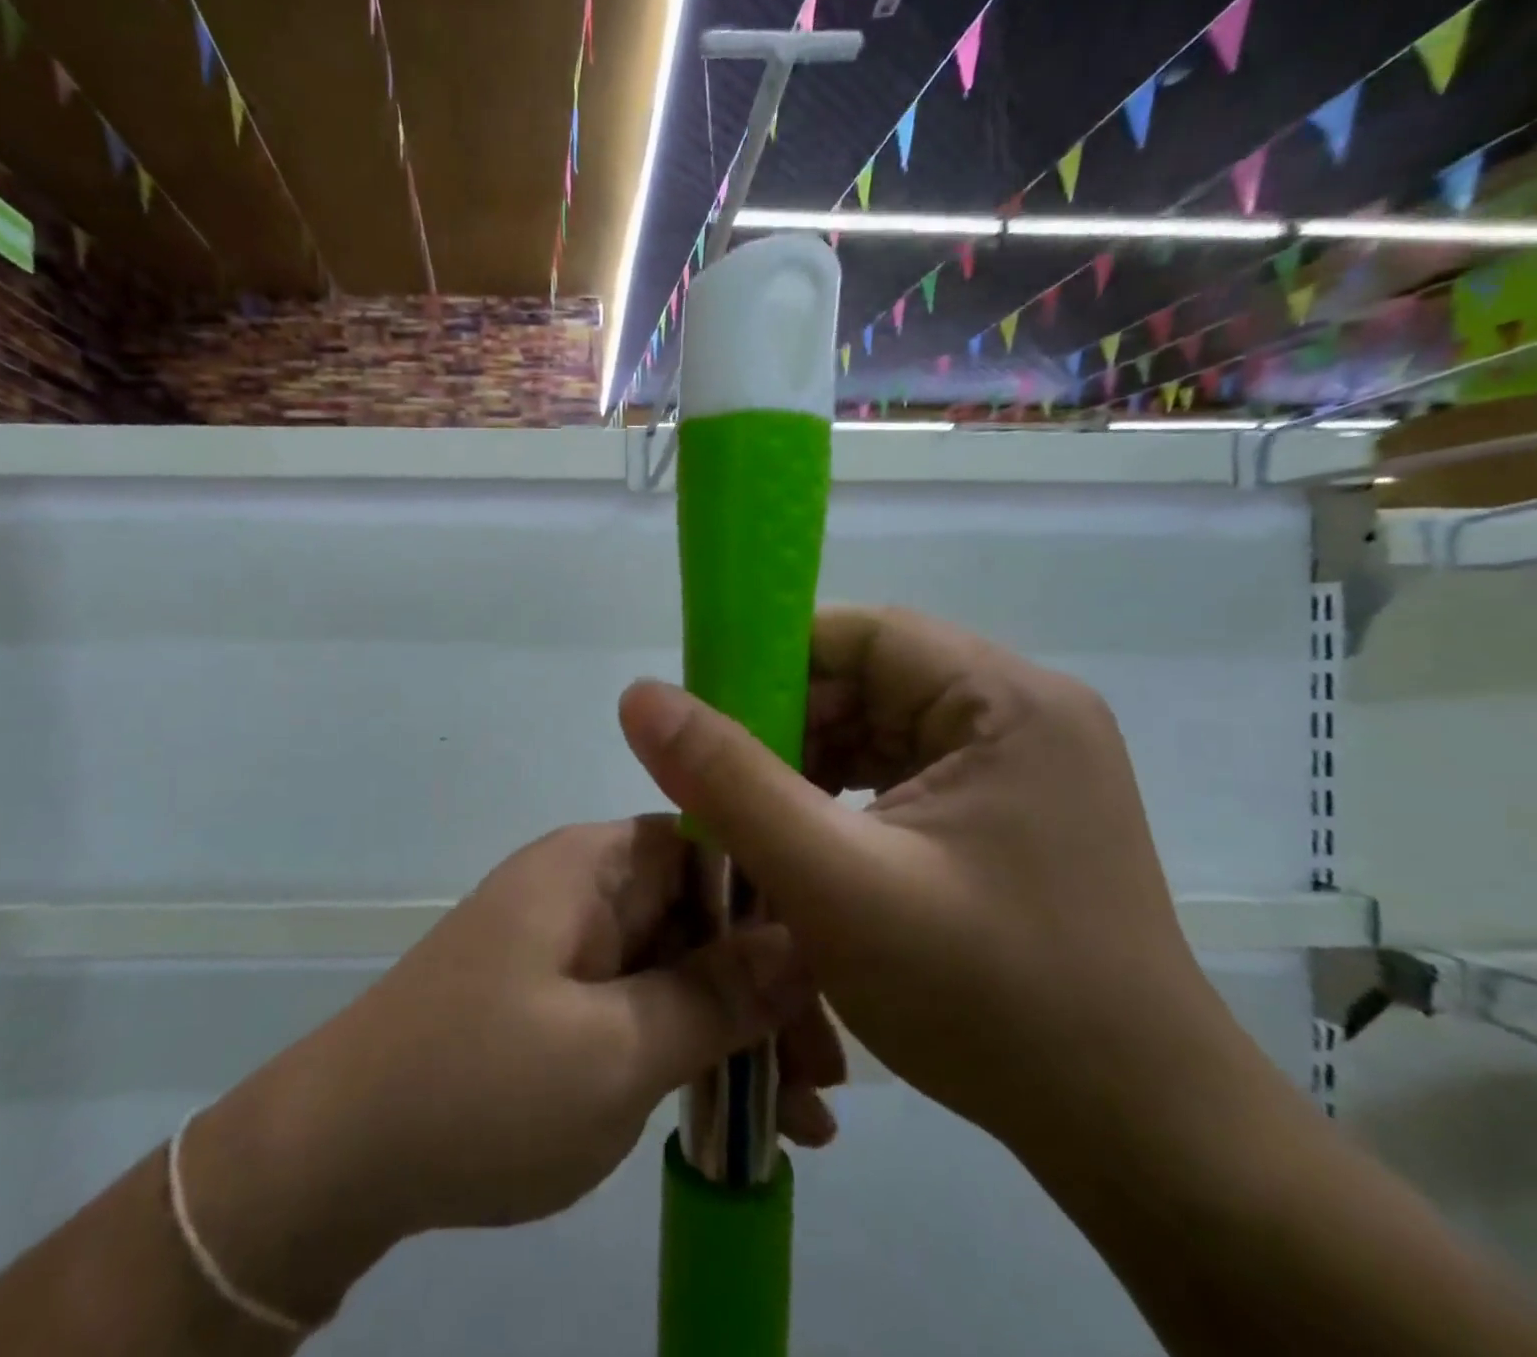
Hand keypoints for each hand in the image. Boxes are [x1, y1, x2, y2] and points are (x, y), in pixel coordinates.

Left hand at [184, 817, 842, 1322]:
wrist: (340, 1156)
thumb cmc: (484, 1086)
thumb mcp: (618, 1049)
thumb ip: (716, 993)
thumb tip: (805, 938)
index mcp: (591, 865)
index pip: (707, 844)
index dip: (775, 901)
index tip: (834, 976)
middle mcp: (581, 888)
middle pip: (698, 912)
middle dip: (766, 985)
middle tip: (825, 1072)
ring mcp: (567, 944)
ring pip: (676, 964)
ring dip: (737, 1029)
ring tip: (805, 1115)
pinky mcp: (556, 996)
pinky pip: (641, 1003)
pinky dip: (689, 1049)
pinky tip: (742, 1116)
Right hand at [617, 605, 1250, 1157]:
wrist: (1135, 1139)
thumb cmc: (989, 999)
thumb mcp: (833, 881)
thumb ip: (727, 781)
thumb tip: (639, 696)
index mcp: (1006, 701)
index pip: (863, 635)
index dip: (772, 662)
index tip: (703, 716)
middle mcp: (1021, 716)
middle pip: (868, 681)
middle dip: (784, 726)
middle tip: (717, 787)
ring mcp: (1020, 768)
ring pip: (877, 731)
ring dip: (805, 767)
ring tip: (752, 822)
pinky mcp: (1007, 815)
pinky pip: (899, 776)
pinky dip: (840, 799)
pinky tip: (805, 845)